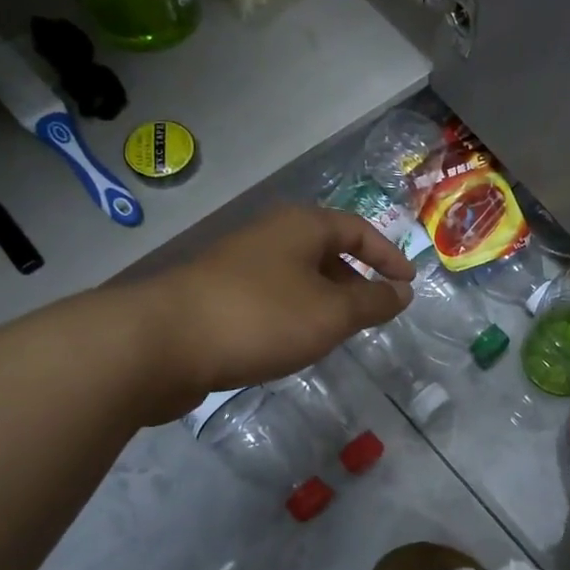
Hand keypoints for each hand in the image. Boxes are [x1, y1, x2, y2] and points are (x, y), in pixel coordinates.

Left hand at [158, 205, 415, 398]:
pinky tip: (293, 343)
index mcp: (301, 226)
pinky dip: (295, 315)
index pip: (358, 230)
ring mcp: (239, 264)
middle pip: (326, 250)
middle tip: (374, 313)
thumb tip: (402, 292)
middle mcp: (270, 236)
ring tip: (338, 333)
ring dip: (324, 300)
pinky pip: (272, 297)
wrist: (162, 342)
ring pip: (298, 277)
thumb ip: (372, 302)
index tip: (408, 284)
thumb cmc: (260, 317)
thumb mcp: (331, 312)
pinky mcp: (218, 295)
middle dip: (356, 280)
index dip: (388, 256)